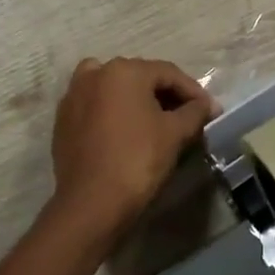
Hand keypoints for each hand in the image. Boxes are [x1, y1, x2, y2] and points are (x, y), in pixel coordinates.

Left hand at [48, 57, 217, 234]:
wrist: (91, 203)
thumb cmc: (137, 160)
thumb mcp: (175, 134)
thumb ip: (194, 112)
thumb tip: (206, 105)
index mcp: (123, 71)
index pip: (168, 73)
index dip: (194, 92)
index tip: (211, 111)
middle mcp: (95, 73)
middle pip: (140, 78)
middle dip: (166, 95)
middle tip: (188, 117)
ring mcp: (74, 96)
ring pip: (114, 90)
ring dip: (137, 101)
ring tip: (156, 121)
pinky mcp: (63, 120)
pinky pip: (96, 107)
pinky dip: (114, 113)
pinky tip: (127, 133)